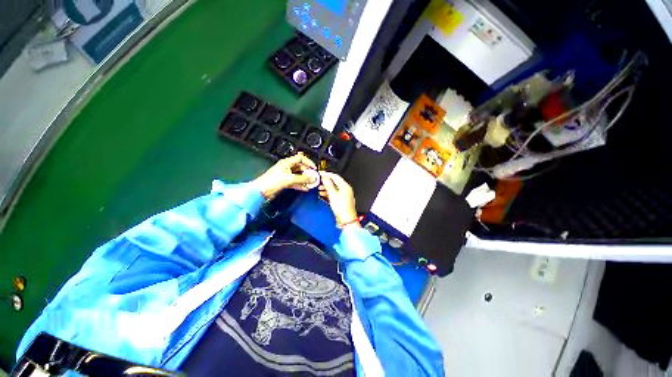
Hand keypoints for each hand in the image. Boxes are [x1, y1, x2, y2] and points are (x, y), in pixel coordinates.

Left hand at [252, 153, 317, 198]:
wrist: (261, 191)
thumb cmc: (271, 181)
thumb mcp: (290, 179)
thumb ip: (302, 178)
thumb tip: (312, 178)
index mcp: (286, 162)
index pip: (300, 158)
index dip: (308, 162)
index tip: (314, 168)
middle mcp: (286, 167)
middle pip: (300, 167)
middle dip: (308, 172)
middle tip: (314, 177)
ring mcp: (286, 175)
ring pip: (298, 175)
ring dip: (305, 179)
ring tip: (311, 183)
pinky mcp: (285, 182)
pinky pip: (295, 182)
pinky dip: (300, 185)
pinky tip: (305, 188)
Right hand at [318, 172, 359, 228]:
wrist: (346, 219)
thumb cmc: (342, 207)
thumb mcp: (333, 194)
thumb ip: (328, 185)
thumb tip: (325, 178)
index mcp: (345, 186)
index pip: (336, 176)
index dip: (327, 174)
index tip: (321, 174)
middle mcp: (346, 189)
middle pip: (335, 182)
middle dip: (326, 182)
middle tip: (319, 182)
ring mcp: (344, 195)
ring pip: (334, 188)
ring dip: (326, 188)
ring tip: (320, 189)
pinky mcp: (342, 200)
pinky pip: (334, 194)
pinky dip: (329, 193)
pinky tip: (323, 195)